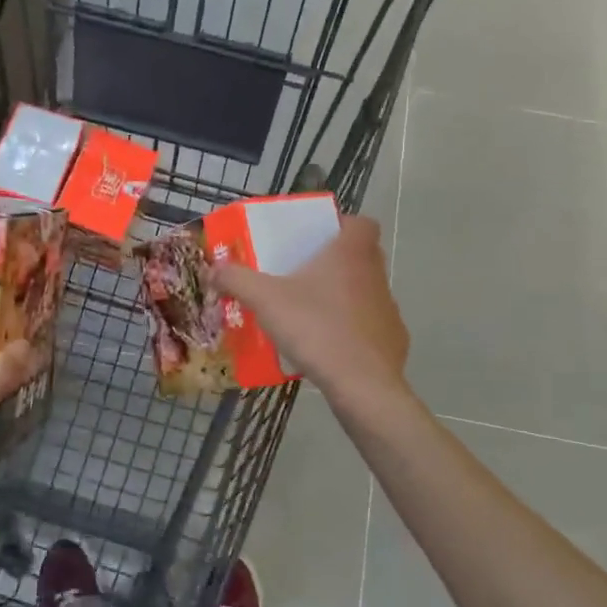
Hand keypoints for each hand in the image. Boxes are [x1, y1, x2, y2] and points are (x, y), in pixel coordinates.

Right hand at [212, 214, 409, 397]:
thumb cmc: (316, 327)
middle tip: (302, 274)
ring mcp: (389, 308)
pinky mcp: (394, 340)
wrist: (362, 384)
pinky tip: (328, 346)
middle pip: (361, 256)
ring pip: (365, 291)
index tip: (316, 239)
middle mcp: (376, 273)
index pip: (362, 223)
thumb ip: (237, 280)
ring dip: (342, 297)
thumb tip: (213, 270)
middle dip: (334, 262)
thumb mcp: (265, 300)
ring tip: (309, 313)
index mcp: (351, 252)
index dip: (341, 225)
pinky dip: (352, 331)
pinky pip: (370, 326)